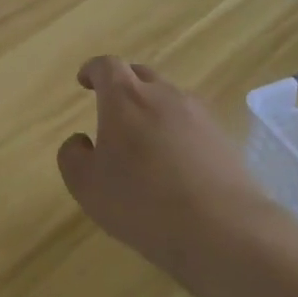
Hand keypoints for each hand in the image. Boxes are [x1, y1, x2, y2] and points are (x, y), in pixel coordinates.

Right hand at [57, 56, 272, 278]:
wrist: (223, 230)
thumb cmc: (142, 202)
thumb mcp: (87, 186)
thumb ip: (73, 156)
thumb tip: (81, 141)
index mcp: (125, 98)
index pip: (107, 66)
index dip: (93, 70)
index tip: (84, 82)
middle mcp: (164, 95)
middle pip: (141, 75)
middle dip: (123, 85)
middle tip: (112, 109)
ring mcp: (199, 115)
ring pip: (169, 99)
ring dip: (153, 110)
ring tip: (145, 141)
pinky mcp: (224, 139)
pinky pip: (192, 124)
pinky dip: (178, 133)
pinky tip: (175, 164)